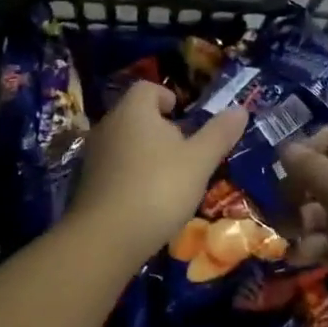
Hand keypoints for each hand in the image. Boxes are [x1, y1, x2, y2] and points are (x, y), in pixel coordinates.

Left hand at [68, 82, 248, 263]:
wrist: (106, 238)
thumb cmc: (158, 188)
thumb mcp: (199, 161)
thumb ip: (219, 133)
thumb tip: (240, 108)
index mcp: (134, 110)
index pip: (147, 88)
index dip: (167, 97)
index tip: (184, 116)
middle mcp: (109, 125)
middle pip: (136, 115)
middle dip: (160, 127)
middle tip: (185, 150)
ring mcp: (94, 155)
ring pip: (124, 142)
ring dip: (146, 153)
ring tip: (170, 177)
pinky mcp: (87, 183)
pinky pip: (114, 167)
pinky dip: (131, 175)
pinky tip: (148, 199)